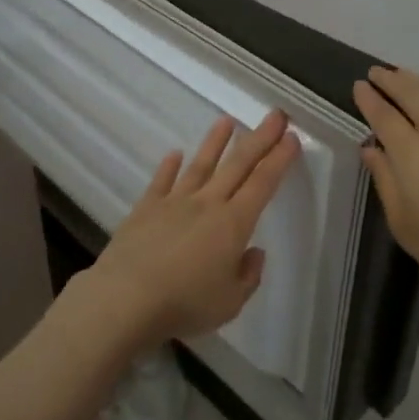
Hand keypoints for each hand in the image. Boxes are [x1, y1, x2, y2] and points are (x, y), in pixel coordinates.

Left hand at [87, 110, 301, 345]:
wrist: (126, 298)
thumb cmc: (185, 304)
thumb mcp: (230, 302)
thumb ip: (248, 275)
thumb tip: (253, 252)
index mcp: (233, 224)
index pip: (262, 184)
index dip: (279, 159)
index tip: (292, 137)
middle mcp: (207, 203)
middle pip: (237, 165)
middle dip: (259, 138)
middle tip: (275, 115)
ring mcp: (174, 202)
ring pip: (200, 165)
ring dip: (215, 142)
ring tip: (227, 121)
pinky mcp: (146, 208)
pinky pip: (161, 181)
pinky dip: (169, 166)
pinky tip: (175, 154)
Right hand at [354, 66, 418, 311]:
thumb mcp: (405, 224)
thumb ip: (385, 181)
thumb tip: (371, 148)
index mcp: (410, 152)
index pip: (383, 115)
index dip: (369, 98)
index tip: (358, 86)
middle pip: (411, 93)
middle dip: (391, 80)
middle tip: (376, 72)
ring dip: (418, 81)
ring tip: (404, 76)